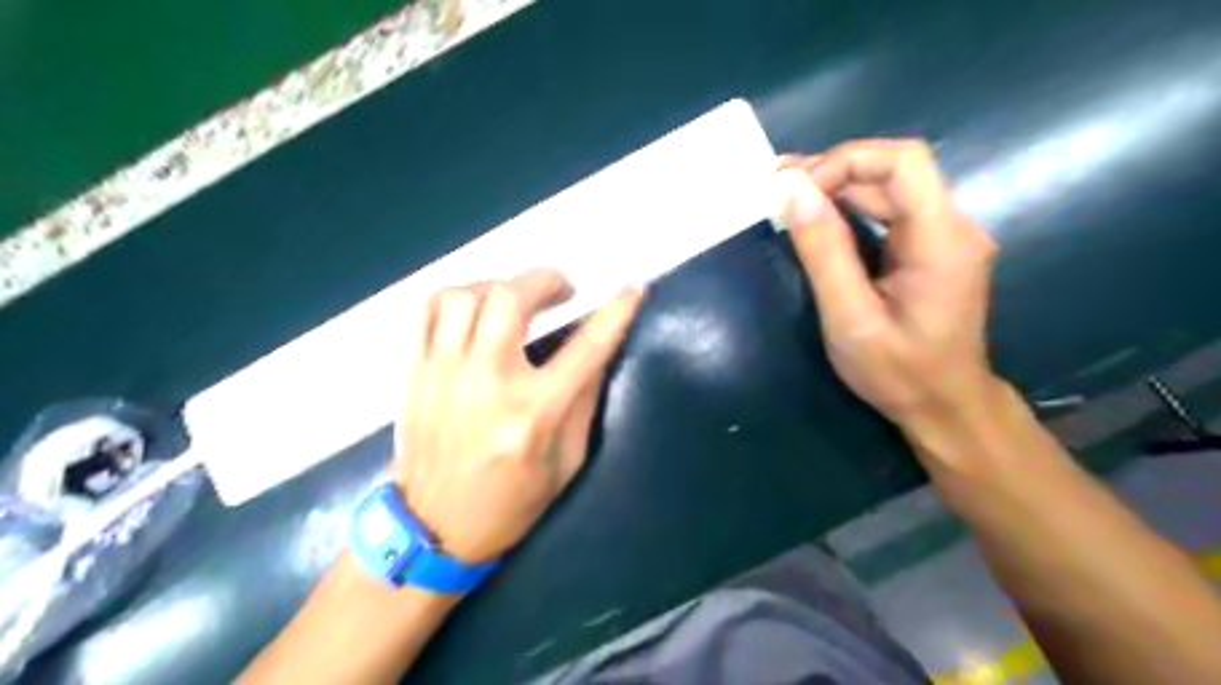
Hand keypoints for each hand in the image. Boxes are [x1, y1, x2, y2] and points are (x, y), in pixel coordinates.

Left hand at [395, 271, 641, 564]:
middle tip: (561, 289)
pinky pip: (425, 312)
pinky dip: (454, 299)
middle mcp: (487, 383)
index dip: (616, 312)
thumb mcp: (567, 462)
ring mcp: (442, 374)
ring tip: (513, 300)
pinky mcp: (414, 374)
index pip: (586, 347)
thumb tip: (596, 348)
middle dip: (544, 279)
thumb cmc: (512, 502)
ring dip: (497, 286)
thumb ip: (584, 400)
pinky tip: (472, 311)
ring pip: (463, 296)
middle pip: (510, 298)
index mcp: (534, 413)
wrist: (435, 530)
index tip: (633, 289)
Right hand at [781, 139, 1001, 432]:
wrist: (946, 407)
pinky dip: (849, 207)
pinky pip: (889, 212)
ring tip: (786, 195)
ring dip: (837, 186)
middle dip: (834, 170)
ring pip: (890, 189)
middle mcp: (953, 227)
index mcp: (942, 240)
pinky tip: (816, 216)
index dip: (846, 161)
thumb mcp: (851, 319)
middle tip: (776, 184)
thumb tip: (793, 191)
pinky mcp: (931, 249)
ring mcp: (944, 237)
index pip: (904, 163)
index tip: (796, 189)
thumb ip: (824, 252)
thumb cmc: (899, 373)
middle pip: (895, 171)